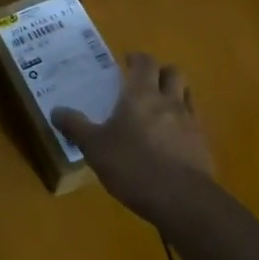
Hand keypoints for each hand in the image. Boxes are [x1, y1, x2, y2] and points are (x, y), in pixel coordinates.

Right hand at [52, 52, 214, 223]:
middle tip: (144, 82)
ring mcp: (190, 123)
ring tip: (158, 108)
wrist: (182, 200)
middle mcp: (169, 101)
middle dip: (160, 72)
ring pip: (187, 95)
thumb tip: (55, 111)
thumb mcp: (94, 147)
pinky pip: (194, 123)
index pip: (145, 62)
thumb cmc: (133, 166)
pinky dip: (183, 123)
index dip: (137, 58)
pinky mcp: (203, 146)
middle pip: (173, 73)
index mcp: (141, 95)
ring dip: (174, 95)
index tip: (126, 62)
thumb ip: (75, 126)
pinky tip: (170, 140)